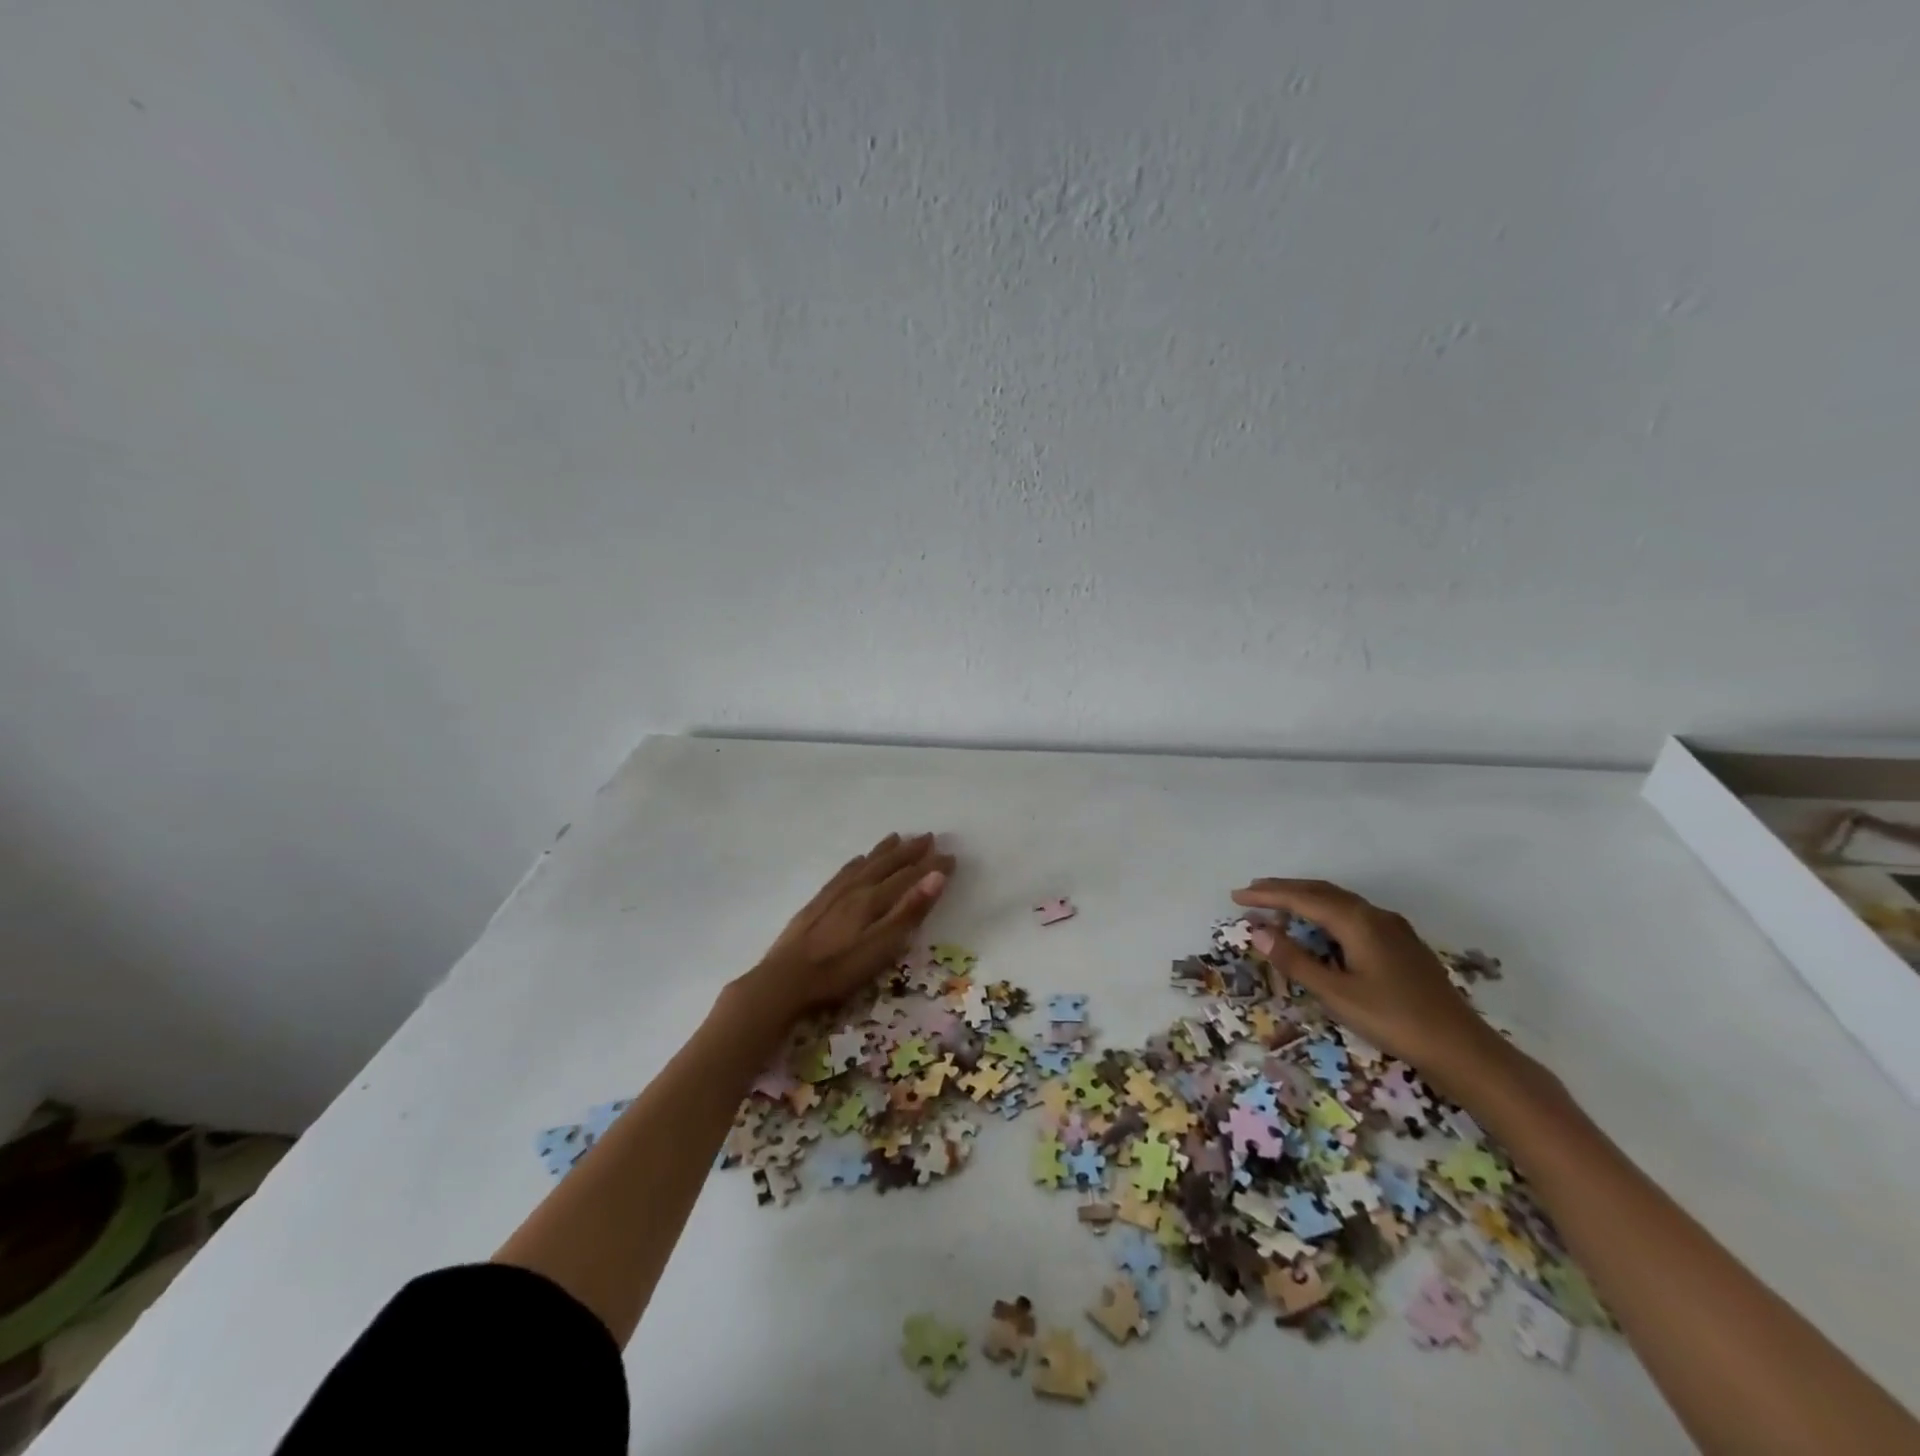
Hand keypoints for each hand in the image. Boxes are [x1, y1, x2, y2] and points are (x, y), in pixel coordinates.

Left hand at [745, 833, 954, 1020]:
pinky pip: (843, 873)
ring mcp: (834, 895)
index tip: (951, 856)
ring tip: (897, 837)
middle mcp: (855, 889)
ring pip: (865, 865)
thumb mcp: (881, 947)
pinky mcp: (817, 903)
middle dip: (909, 852)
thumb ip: (909, 912)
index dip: (931, 867)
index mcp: (873, 900)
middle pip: (887, 865)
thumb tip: (936, 876)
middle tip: (928, 837)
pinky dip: (856, 863)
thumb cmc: (838, 970)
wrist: (783, 980)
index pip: (909, 877)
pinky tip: (857, 860)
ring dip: (884, 851)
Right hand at [1231, 877, 1517, 1099]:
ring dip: (1306, 899)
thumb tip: (1258, 930)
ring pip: (1339, 901)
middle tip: (1252, 893)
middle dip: (1284, 890)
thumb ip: (1295, 960)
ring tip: (1279, 906)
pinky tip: (1321, 929)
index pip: (1302, 898)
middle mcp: (1374, 915)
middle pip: (1321, 892)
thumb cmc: (1394, 1020)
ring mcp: (1392, 928)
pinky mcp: (1402, 944)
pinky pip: (1353, 914)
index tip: (1237, 896)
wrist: (1462, 1049)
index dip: (1267, 896)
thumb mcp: (1336, 993)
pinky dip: (1326, 912)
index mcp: (1357, 921)